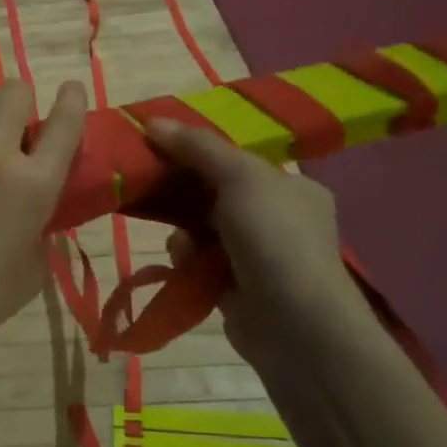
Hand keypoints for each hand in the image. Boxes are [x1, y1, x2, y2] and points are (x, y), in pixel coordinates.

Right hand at [145, 119, 368, 369]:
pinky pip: (198, 261)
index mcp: (291, 187)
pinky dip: (187, 259)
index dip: (197, 150)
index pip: (236, 160)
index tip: (159, 147)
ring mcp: (258, 256)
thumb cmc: (274, 238)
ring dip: (183, 229)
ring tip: (180, 240)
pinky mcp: (236, 287)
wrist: (295, 326)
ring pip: (201, 227)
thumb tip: (151, 121)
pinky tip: (184, 263)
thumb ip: (197, 146)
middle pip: (215, 192)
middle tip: (153, 186)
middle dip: (183, 192)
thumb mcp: (239, 176)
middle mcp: (278, 219)